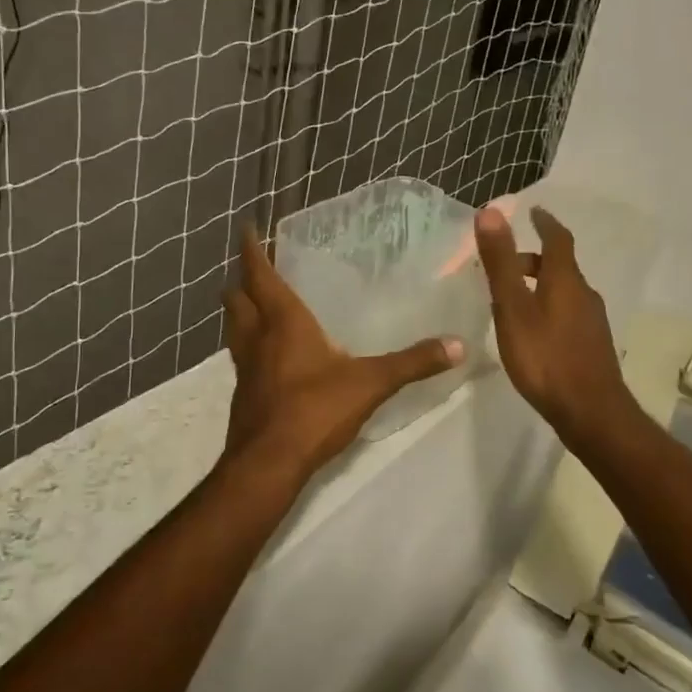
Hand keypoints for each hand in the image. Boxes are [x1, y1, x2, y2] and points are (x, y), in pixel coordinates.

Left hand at [220, 227, 462, 490]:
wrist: (268, 464)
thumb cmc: (314, 410)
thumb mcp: (371, 383)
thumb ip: (413, 362)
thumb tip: (458, 344)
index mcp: (283, 321)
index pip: (259, 273)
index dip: (251, 249)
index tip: (247, 227)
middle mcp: (257, 337)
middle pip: (236, 298)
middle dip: (242, 280)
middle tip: (257, 268)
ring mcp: (245, 367)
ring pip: (234, 327)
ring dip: (241, 311)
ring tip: (258, 305)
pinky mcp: (243, 393)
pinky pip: (241, 356)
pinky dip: (249, 344)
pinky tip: (270, 356)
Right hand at [475, 206, 634, 447]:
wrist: (591, 413)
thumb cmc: (546, 357)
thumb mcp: (513, 308)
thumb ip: (501, 263)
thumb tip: (491, 212)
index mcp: (566, 280)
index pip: (558, 238)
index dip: (545, 222)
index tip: (533, 211)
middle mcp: (584, 295)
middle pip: (560, 266)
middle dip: (534, 259)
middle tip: (505, 264)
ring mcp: (592, 322)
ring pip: (564, 291)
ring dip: (541, 285)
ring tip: (513, 298)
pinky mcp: (592, 346)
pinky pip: (568, 313)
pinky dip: (548, 307)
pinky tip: (533, 331)